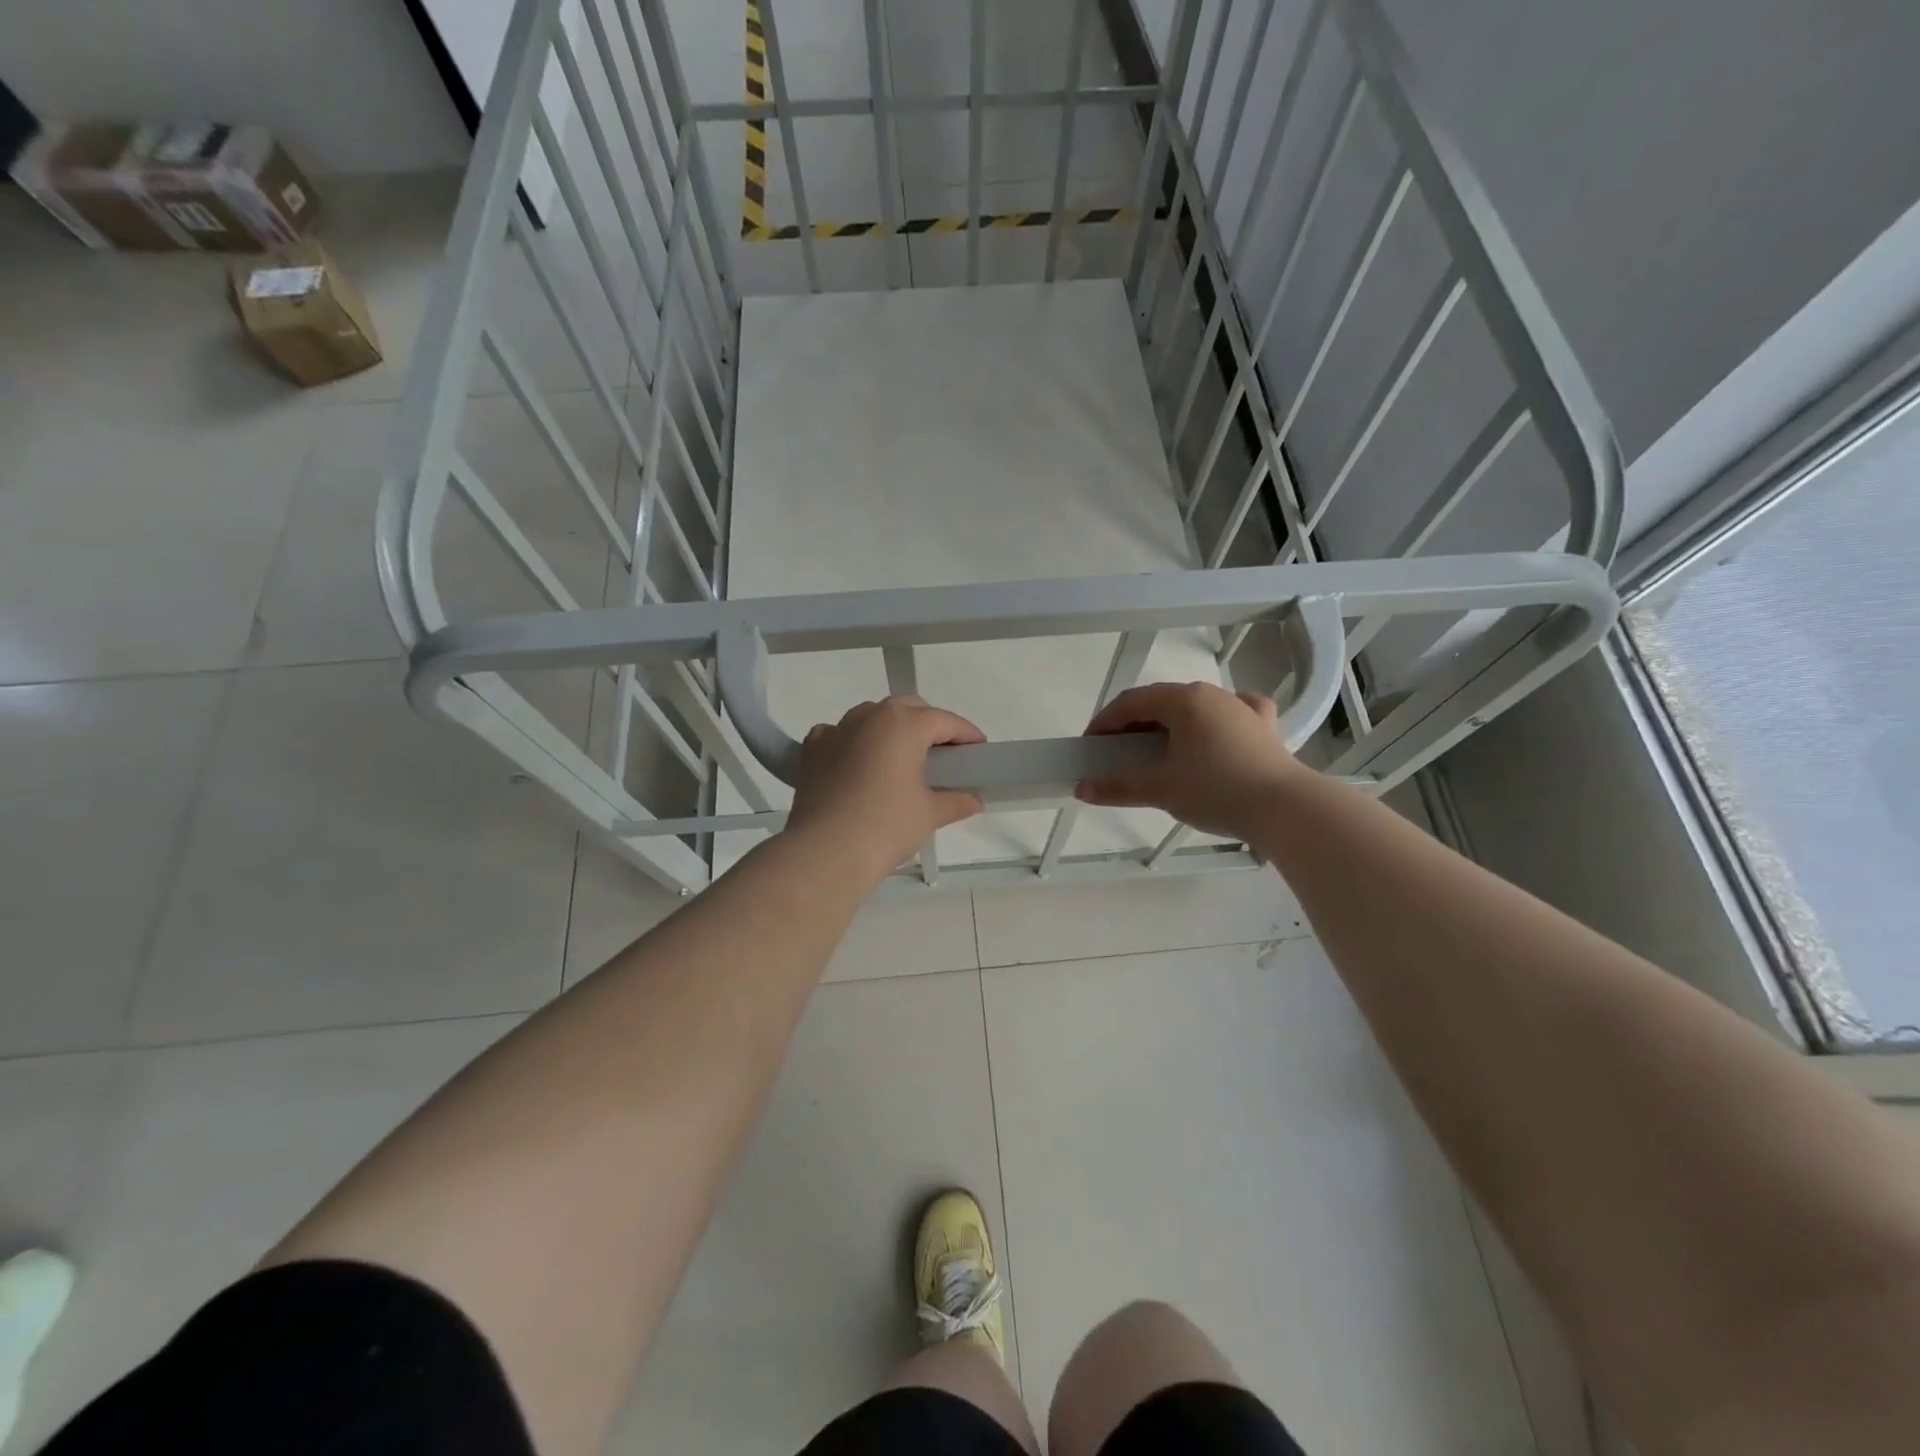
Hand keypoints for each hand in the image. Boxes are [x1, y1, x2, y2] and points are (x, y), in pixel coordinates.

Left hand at [786, 695, 985, 882]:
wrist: (825, 852)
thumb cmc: (887, 826)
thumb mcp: (929, 814)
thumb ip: (954, 801)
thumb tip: (972, 800)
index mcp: (904, 724)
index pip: (944, 720)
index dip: (966, 735)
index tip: (979, 750)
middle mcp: (869, 716)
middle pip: (907, 708)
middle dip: (927, 724)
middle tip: (942, 754)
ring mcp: (837, 730)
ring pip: (871, 717)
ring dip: (890, 730)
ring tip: (900, 759)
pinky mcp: (812, 750)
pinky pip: (839, 734)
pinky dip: (853, 742)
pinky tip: (858, 763)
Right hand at [1076, 682, 1303, 841]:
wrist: (1286, 808)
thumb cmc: (1216, 790)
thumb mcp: (1161, 789)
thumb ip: (1118, 786)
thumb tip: (1082, 788)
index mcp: (1183, 700)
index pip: (1131, 702)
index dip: (1105, 722)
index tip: (1090, 745)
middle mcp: (1212, 694)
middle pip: (1161, 701)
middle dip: (1134, 724)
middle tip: (1118, 751)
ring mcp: (1241, 708)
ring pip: (1195, 707)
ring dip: (1169, 724)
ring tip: (1159, 750)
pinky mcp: (1264, 727)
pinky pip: (1232, 714)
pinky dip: (1214, 722)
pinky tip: (1215, 733)